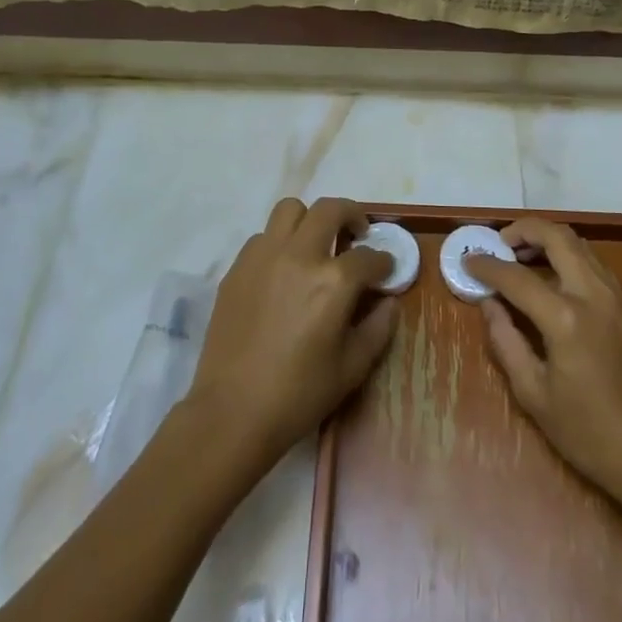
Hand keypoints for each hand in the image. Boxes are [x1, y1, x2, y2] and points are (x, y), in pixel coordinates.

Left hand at [187, 197, 397, 467]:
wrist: (232, 412)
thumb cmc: (299, 394)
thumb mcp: (352, 368)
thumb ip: (378, 328)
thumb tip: (389, 301)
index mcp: (333, 281)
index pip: (368, 256)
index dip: (383, 262)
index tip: (386, 269)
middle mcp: (299, 255)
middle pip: (330, 209)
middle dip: (352, 215)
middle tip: (357, 234)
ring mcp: (264, 256)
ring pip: (290, 210)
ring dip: (311, 219)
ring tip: (317, 243)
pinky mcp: (238, 267)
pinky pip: (263, 236)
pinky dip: (280, 242)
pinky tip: (284, 269)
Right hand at [465, 218, 621, 500]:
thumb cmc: (589, 432)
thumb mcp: (534, 394)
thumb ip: (506, 342)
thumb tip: (489, 304)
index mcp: (565, 318)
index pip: (516, 277)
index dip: (487, 266)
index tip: (467, 260)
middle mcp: (593, 294)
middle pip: (557, 236)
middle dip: (523, 230)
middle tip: (498, 244)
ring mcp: (615, 296)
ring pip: (578, 243)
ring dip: (547, 238)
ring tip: (519, 255)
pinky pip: (592, 261)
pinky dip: (566, 254)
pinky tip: (549, 275)